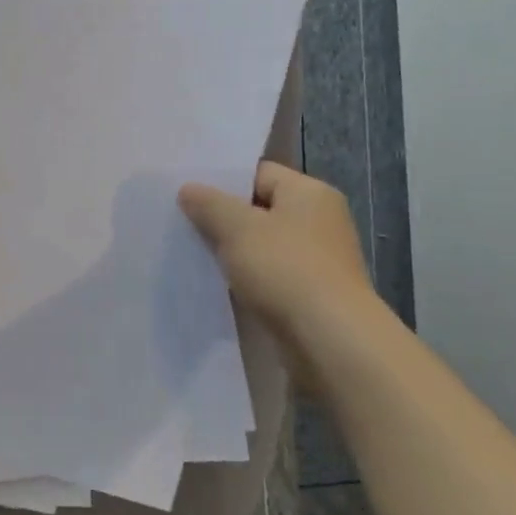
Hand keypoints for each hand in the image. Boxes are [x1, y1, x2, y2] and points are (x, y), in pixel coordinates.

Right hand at [179, 162, 375, 351]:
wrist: (330, 341)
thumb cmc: (285, 270)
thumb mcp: (237, 228)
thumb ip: (208, 204)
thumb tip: (188, 189)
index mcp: (310, 193)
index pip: (259, 173)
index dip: (223, 182)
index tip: (189, 196)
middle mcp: (320, 220)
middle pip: (261, 209)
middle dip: (225, 219)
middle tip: (185, 224)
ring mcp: (320, 259)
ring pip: (264, 245)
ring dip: (235, 252)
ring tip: (196, 256)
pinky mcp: (314, 294)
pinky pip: (272, 275)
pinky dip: (249, 279)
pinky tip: (222, 285)